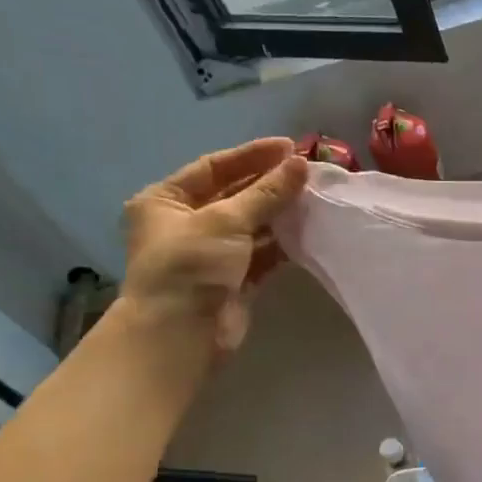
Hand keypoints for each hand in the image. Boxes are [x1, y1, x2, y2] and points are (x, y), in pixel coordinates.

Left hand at [119, 137, 308, 356]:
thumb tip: (302, 164)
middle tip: (309, 173)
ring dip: (281, 213)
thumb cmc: (191, 265)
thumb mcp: (226, 219)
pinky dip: (284, 243)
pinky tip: (310, 231)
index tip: (291, 148)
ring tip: (316, 199)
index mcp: (165, 201)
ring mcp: (211, 253)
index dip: (252, 156)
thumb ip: (267, 192)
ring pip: (252, 225)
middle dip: (271, 185)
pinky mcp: (234, 279)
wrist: (181, 334)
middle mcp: (186, 224)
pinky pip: (263, 253)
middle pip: (235, 195)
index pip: (213, 167)